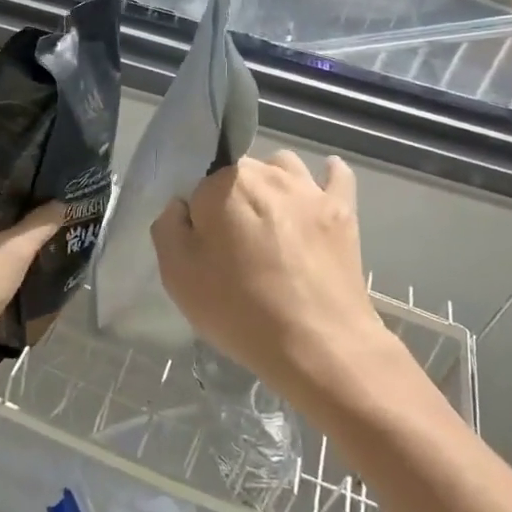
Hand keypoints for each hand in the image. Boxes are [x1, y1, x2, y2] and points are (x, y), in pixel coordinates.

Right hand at [151, 151, 391, 397]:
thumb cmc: (239, 309)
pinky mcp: (343, 210)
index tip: (200, 242)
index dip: (196, 212)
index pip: (198, 183)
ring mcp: (309, 190)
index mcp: (222, 183)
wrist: (318, 344)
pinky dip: (326, 176)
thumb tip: (182, 205)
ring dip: (272, 183)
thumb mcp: (177, 275)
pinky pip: (336, 175)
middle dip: (231, 196)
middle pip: (239, 172)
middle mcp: (266, 173)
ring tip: (269, 219)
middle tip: (231, 241)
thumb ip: (168, 227)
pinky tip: (319, 188)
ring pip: (283, 166)